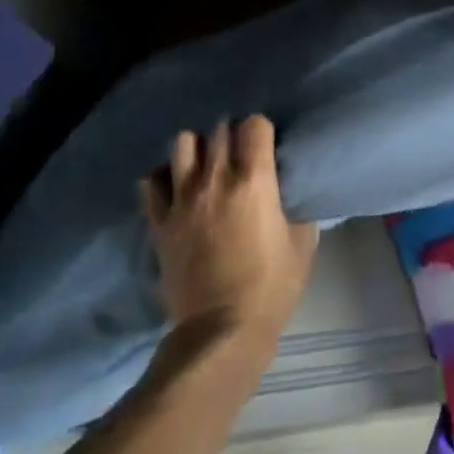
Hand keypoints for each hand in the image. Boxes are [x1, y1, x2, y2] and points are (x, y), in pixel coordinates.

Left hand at [139, 116, 316, 343]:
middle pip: (219, 129)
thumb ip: (295, 206)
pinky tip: (176, 187)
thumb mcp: (302, 242)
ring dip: (198, 148)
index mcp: (254, 181)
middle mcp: (215, 180)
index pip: (254, 125)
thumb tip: (286, 192)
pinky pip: (151, 181)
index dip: (262, 130)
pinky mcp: (159, 222)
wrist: (222, 329)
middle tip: (241, 155)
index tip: (268, 145)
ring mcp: (182, 200)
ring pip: (182, 144)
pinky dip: (164, 176)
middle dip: (233, 136)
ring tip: (207, 166)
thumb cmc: (272, 286)